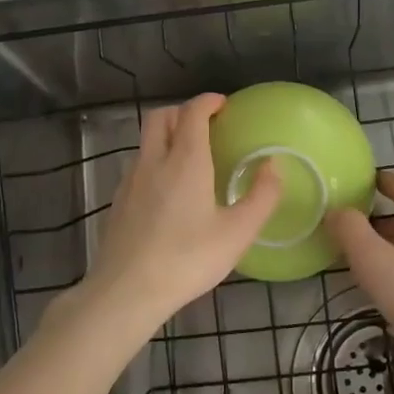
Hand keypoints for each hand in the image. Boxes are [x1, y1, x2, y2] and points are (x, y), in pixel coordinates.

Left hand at [75, 94, 281, 330]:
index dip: (208, 102)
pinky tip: (169, 192)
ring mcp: (131, 180)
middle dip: (183, 111)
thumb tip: (274, 165)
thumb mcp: (237, 233)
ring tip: (190, 158)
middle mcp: (154, 161)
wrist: (126, 292)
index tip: (223, 105)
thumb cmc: (187, 260)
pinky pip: (139, 165)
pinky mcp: (119, 201)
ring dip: (167, 136)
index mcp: (185, 161)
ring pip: (147, 141)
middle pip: (161, 117)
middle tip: (206, 125)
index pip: (192, 112)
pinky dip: (156, 161)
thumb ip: (261, 196)